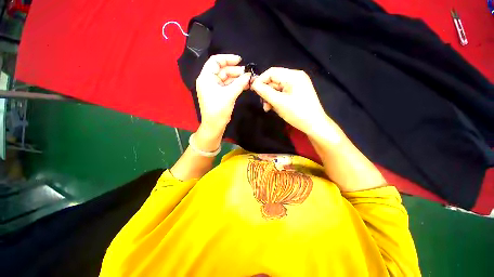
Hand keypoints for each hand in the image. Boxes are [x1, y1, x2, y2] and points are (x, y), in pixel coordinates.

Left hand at [196, 54, 250, 133]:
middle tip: (247, 73)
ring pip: (226, 78)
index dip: (227, 59)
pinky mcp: (218, 94)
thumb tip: (249, 75)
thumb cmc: (219, 109)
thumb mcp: (229, 95)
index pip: (215, 61)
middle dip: (235, 70)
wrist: (214, 125)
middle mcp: (209, 81)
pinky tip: (244, 84)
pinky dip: (235, 84)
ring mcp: (214, 88)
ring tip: (248, 79)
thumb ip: (240, 83)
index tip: (240, 60)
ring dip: (236, 78)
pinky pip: (227, 85)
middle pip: (222, 70)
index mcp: (206, 78)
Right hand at [251, 67, 329, 137]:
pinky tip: (274, 108)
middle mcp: (295, 77)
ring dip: (270, 98)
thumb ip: (265, 92)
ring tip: (268, 108)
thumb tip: (253, 84)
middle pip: (274, 80)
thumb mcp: (279, 102)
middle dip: (266, 92)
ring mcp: (297, 85)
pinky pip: (282, 93)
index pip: (271, 72)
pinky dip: (276, 100)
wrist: (314, 125)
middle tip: (263, 104)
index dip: (260, 80)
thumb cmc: (297, 113)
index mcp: (293, 76)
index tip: (253, 91)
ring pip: (277, 88)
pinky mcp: (297, 93)